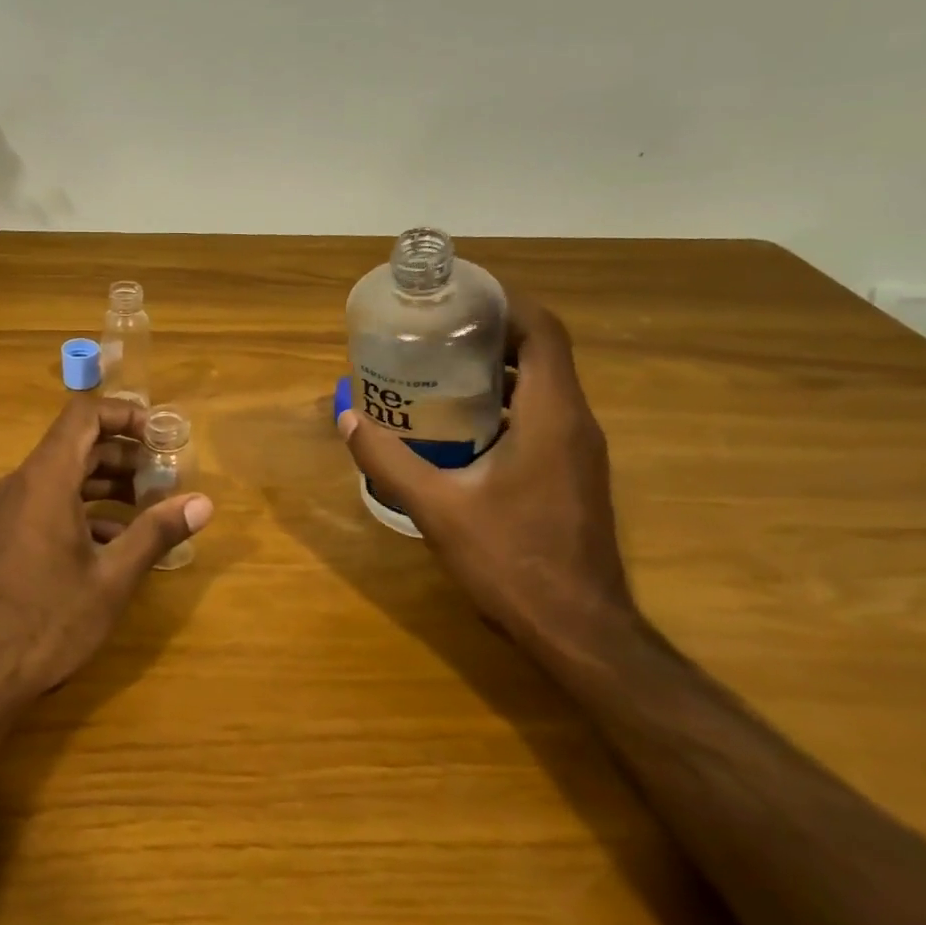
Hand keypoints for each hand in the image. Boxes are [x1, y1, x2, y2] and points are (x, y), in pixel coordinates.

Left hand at [0, 398, 213, 705]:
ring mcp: (10, 510)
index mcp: (46, 478)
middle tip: (167, 476)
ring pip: (64, 476)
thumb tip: (203, 503)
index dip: (126, 415)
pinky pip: (50, 504)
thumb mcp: (112, 578)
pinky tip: (117, 542)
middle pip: (78, 444)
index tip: (163, 437)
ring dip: (108, 484)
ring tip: (151, 507)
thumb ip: (156, 532)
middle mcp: (23, 483)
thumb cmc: (48, 620)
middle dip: (126, 454)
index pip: (85, 414)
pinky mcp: (7, 536)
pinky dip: (86, 510)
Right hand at [337, 296, 633, 641]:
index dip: (508, 303)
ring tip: (438, 368)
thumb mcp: (437, 508)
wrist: (578, 630)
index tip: (461, 294)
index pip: (544, 333)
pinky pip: (541, 418)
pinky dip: (505, 404)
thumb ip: (388, 460)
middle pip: (543, 354)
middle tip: (434, 330)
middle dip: (492, 333)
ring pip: (543, 387)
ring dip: (498, 370)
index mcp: (552, 416)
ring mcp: (579, 452)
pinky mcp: (572, 475)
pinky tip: (460, 424)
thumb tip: (346, 417)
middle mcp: (575, 423)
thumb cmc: (511, 561)